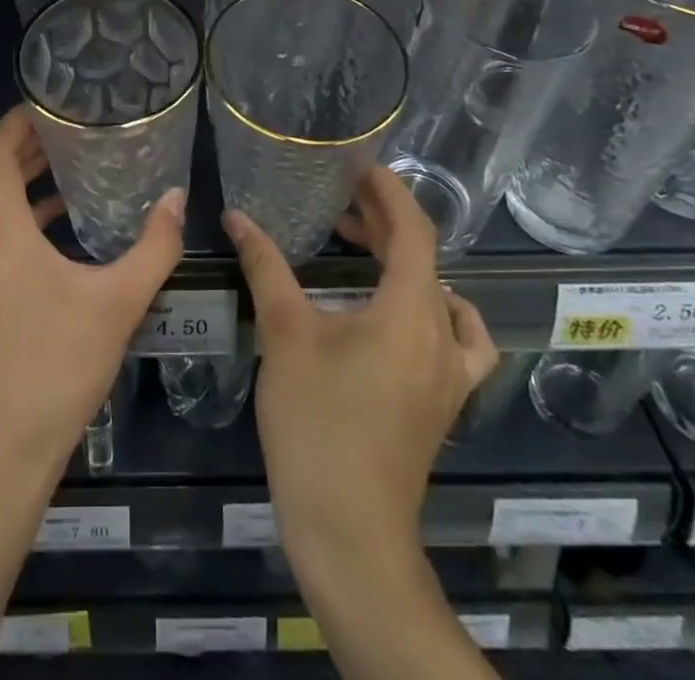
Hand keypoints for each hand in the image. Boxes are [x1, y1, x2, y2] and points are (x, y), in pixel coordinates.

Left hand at [0, 106, 185, 486]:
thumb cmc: (53, 369)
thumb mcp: (116, 304)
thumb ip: (153, 246)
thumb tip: (176, 199)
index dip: (18, 120)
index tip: (53, 105)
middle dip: (28, 148)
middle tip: (74, 132)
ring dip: (23, 185)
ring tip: (73, 173)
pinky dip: (18, 220)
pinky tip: (58, 234)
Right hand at [225, 165, 497, 558]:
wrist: (348, 528)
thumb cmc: (316, 423)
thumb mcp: (284, 334)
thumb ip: (264, 267)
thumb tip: (236, 216)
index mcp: (409, 311)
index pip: (413, 230)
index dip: (388, 191)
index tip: (357, 166)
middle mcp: (440, 334)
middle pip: (424, 258)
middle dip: (384, 221)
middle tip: (339, 200)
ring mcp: (450, 372)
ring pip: (438, 293)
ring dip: (403, 261)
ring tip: (361, 247)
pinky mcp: (444, 400)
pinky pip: (458, 339)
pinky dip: (436, 311)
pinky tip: (403, 315)